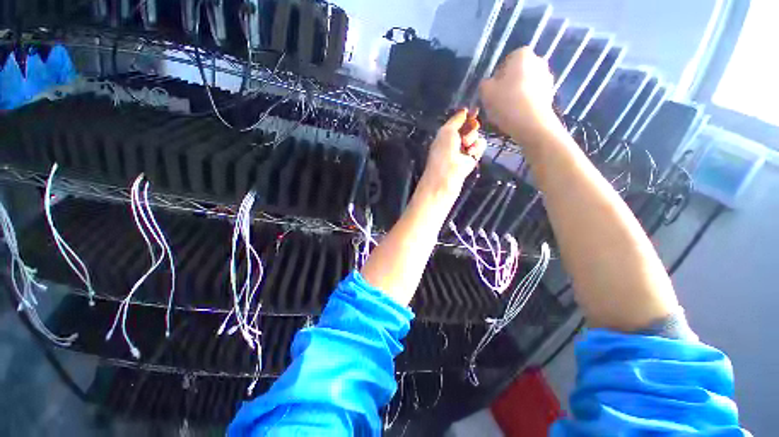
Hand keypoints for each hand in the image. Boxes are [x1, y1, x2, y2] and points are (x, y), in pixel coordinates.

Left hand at [422, 109, 486, 194]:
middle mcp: (455, 141)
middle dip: (470, 129)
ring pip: (477, 136)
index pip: (460, 121)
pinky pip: (481, 146)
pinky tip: (471, 154)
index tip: (474, 112)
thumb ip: (456, 120)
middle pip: (470, 127)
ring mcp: (464, 150)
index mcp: (446, 133)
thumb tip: (464, 110)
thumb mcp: (447, 132)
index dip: (467, 116)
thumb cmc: (443, 153)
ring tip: (466, 148)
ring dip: (473, 139)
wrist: (447, 177)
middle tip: (464, 137)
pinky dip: (477, 148)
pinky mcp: (472, 158)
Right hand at [479, 47, 561, 147]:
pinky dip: (524, 104)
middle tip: (497, 102)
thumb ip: (484, 84)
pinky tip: (516, 116)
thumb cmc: (506, 102)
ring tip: (506, 112)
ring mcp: (547, 78)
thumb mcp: (485, 92)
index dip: (496, 78)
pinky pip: (532, 97)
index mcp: (522, 55)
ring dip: (516, 95)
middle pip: (517, 74)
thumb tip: (488, 84)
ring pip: (525, 86)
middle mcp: (538, 61)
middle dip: (507, 86)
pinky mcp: (550, 95)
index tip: (491, 92)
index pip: (505, 62)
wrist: (531, 123)